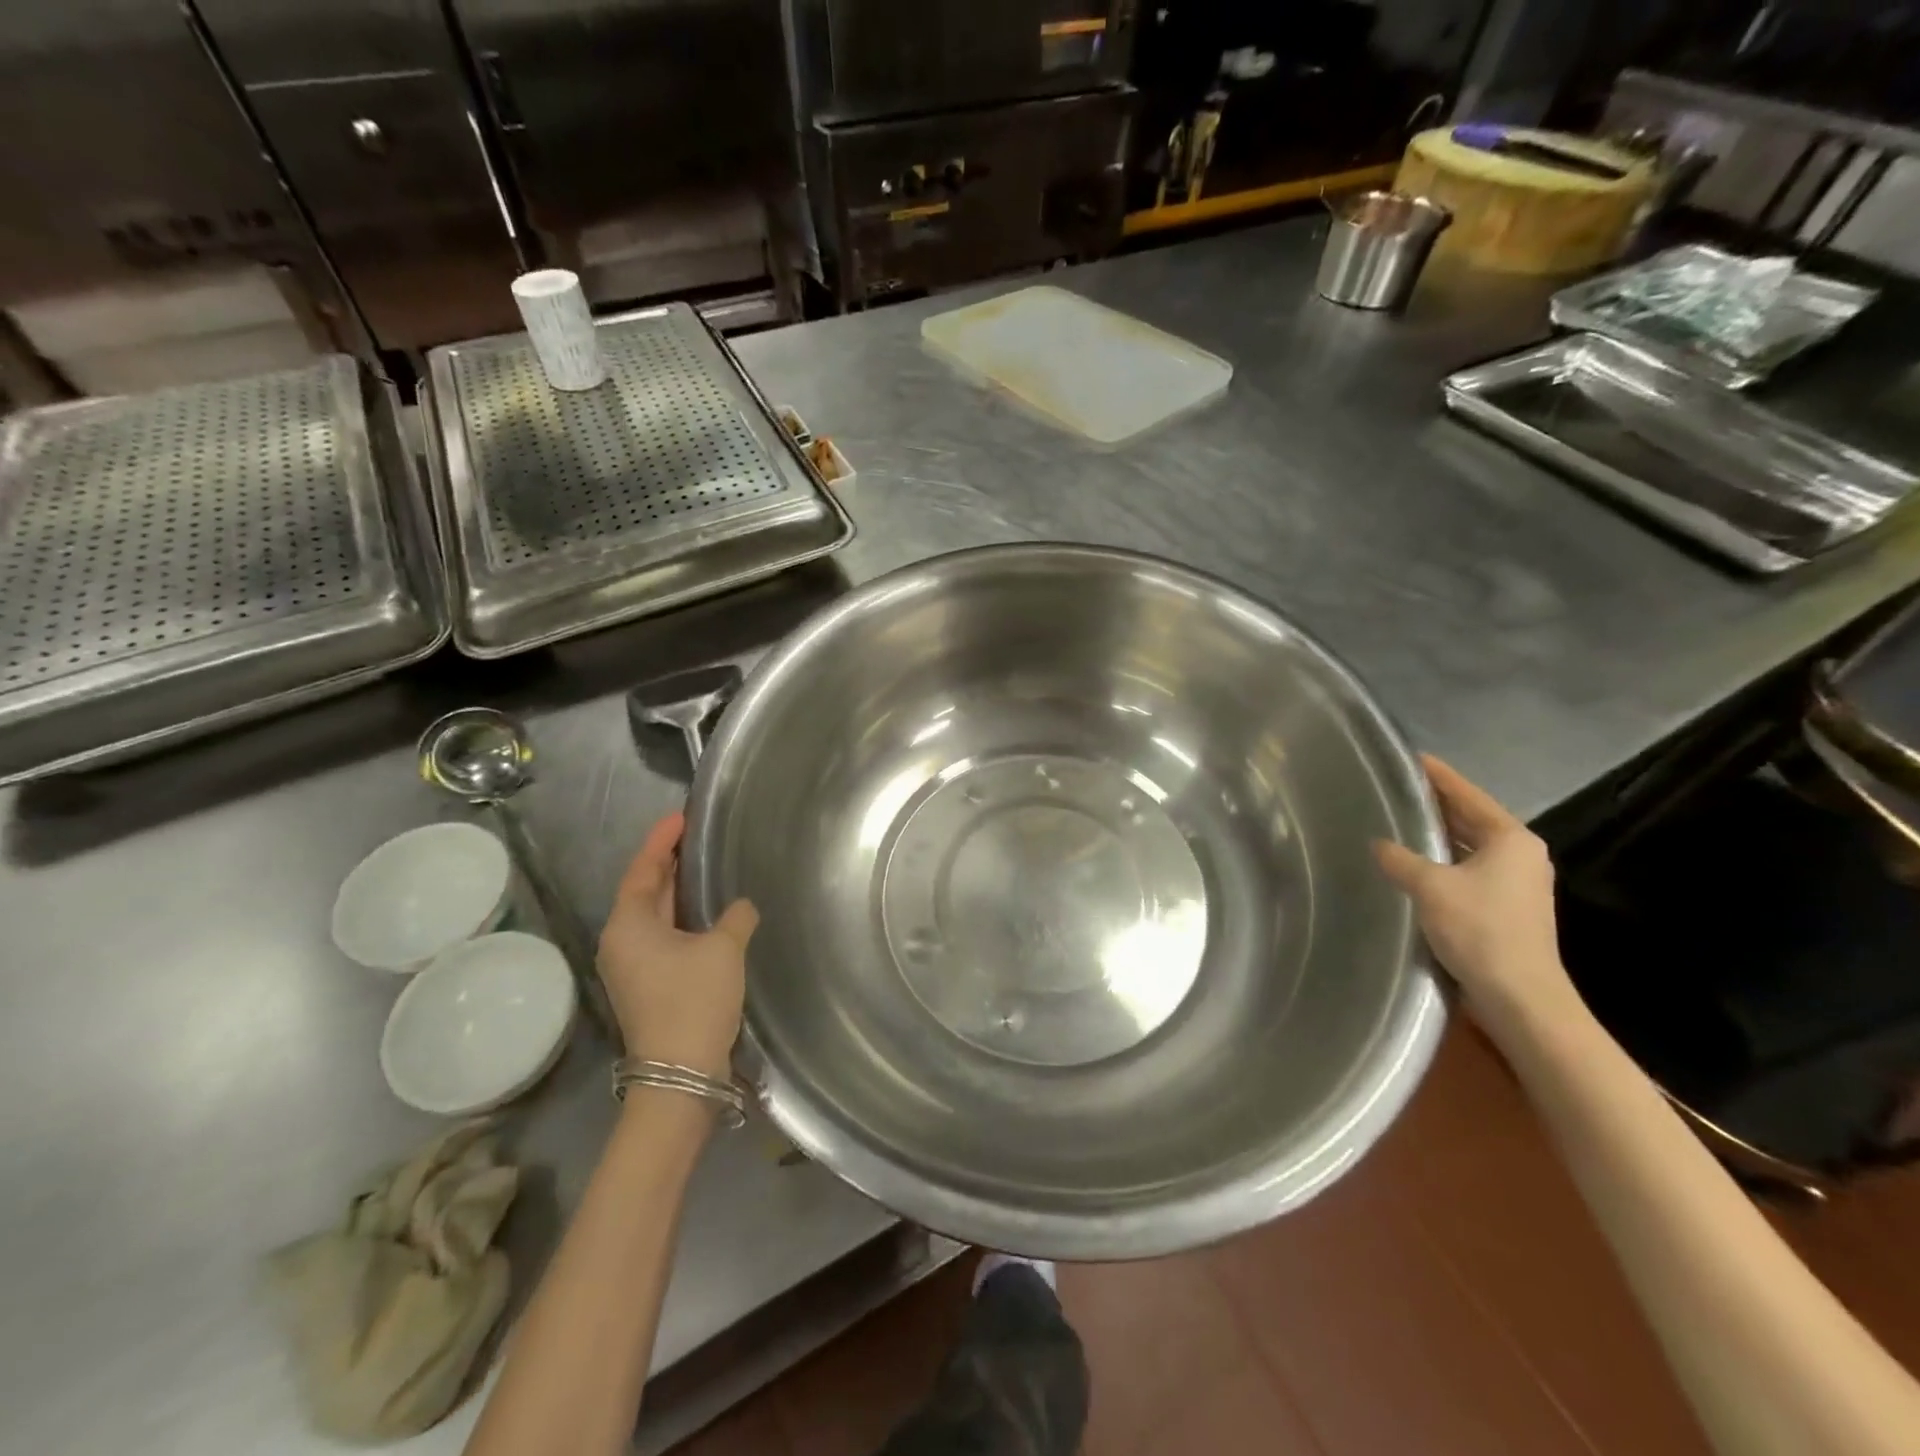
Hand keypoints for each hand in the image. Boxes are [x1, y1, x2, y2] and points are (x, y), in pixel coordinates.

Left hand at [598, 812, 758, 1079]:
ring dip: (677, 892)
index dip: (661, 841)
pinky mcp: (648, 986)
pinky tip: (708, 913)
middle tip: (695, 836)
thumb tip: (741, 908)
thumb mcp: (723, 949)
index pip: (642, 870)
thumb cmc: (694, 1001)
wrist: (681, 1075)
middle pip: (644, 891)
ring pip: (654, 916)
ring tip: (703, 867)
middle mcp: (621, 942)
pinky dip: (682, 918)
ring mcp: (632, 967)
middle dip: (668, 863)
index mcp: (628, 925)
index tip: (681, 816)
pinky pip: (663, 937)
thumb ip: (735, 917)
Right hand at [1373, 755, 1579, 1028]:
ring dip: (1438, 834)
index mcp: (1511, 839)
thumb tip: (1378, 844)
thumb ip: (1400, 859)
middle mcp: (1520, 855)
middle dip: (1436, 804)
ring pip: (1469, 846)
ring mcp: (1516, 883)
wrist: (1519, 997)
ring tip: (1398, 820)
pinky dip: (1442, 860)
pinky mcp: (1505, 908)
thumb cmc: (1480, 930)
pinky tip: (1413, 862)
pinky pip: (1467, 869)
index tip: (1410, 758)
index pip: (1468, 795)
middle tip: (1396, 788)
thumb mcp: (1430, 886)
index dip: (1438, 776)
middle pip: (1471, 818)